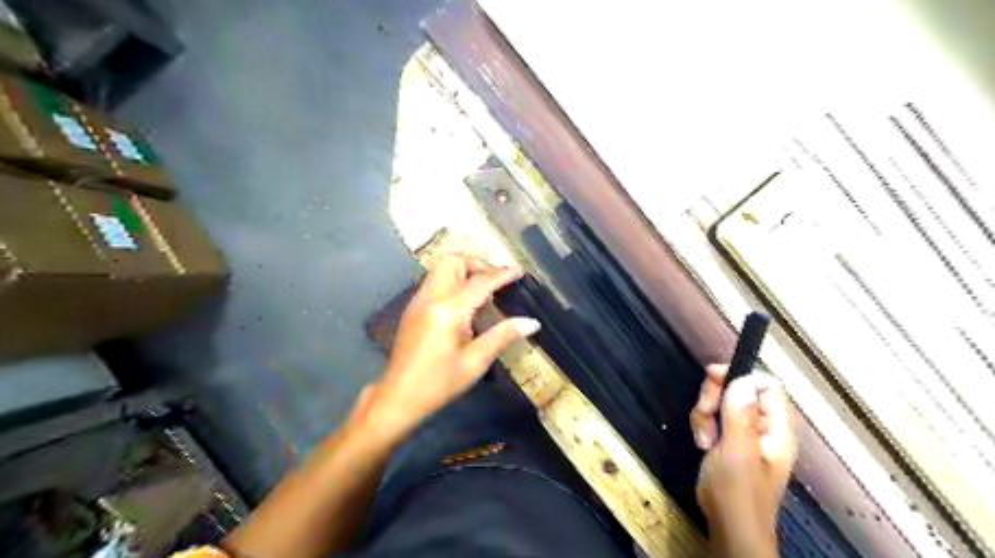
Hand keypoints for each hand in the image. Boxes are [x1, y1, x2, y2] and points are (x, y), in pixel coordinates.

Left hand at [363, 255, 540, 441]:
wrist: (398, 397)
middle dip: (477, 265)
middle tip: (495, 283)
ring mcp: (418, 301)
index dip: (501, 274)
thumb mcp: (475, 362)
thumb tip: (532, 322)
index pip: (480, 282)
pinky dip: (452, 283)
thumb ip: (503, 336)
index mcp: (448, 310)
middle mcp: (431, 298)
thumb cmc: (439, 383)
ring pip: (441, 269)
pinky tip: (463, 309)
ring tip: (481, 297)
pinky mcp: (413, 308)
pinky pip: (435, 282)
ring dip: (464, 272)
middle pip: (453, 262)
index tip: (518, 271)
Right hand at [690, 363, 798, 555]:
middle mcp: (764, 426)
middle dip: (715, 397)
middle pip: (739, 389)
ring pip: (722, 402)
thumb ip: (740, 415)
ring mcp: (747, 433)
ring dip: (705, 414)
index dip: (739, 376)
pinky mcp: (730, 440)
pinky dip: (704, 425)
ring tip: (703, 438)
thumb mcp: (737, 451)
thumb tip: (742, 380)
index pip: (765, 384)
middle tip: (703, 412)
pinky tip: (702, 443)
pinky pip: (715, 418)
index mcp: (776, 428)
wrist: (729, 526)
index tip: (712, 378)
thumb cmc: (736, 492)